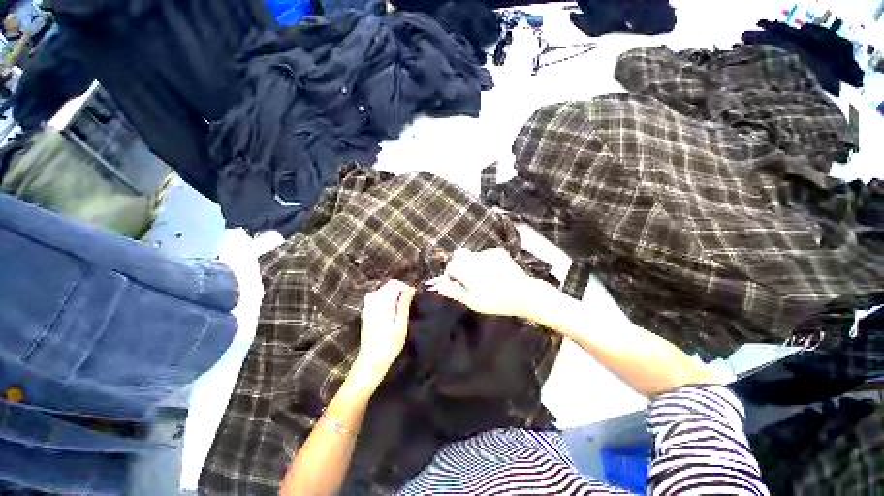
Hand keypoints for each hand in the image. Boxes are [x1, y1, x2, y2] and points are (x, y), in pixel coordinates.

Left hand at [353, 280, 415, 382]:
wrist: (370, 362)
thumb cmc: (389, 346)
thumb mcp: (401, 326)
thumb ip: (404, 305)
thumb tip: (410, 290)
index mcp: (382, 304)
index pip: (394, 285)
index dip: (405, 287)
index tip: (413, 296)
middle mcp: (373, 302)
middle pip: (387, 286)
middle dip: (400, 290)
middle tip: (409, 302)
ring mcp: (367, 307)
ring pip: (382, 291)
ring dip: (393, 294)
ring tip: (401, 306)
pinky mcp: (365, 312)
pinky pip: (376, 297)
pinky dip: (385, 299)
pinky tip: (390, 310)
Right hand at [426, 248, 537, 317]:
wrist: (524, 294)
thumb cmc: (496, 301)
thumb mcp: (472, 301)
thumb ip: (454, 291)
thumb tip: (438, 286)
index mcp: (467, 270)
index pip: (451, 266)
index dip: (451, 275)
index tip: (457, 284)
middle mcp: (475, 257)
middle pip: (459, 256)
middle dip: (460, 266)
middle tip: (468, 280)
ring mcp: (487, 253)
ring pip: (472, 255)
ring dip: (472, 264)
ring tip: (484, 278)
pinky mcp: (498, 252)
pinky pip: (485, 254)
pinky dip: (485, 261)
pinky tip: (494, 273)